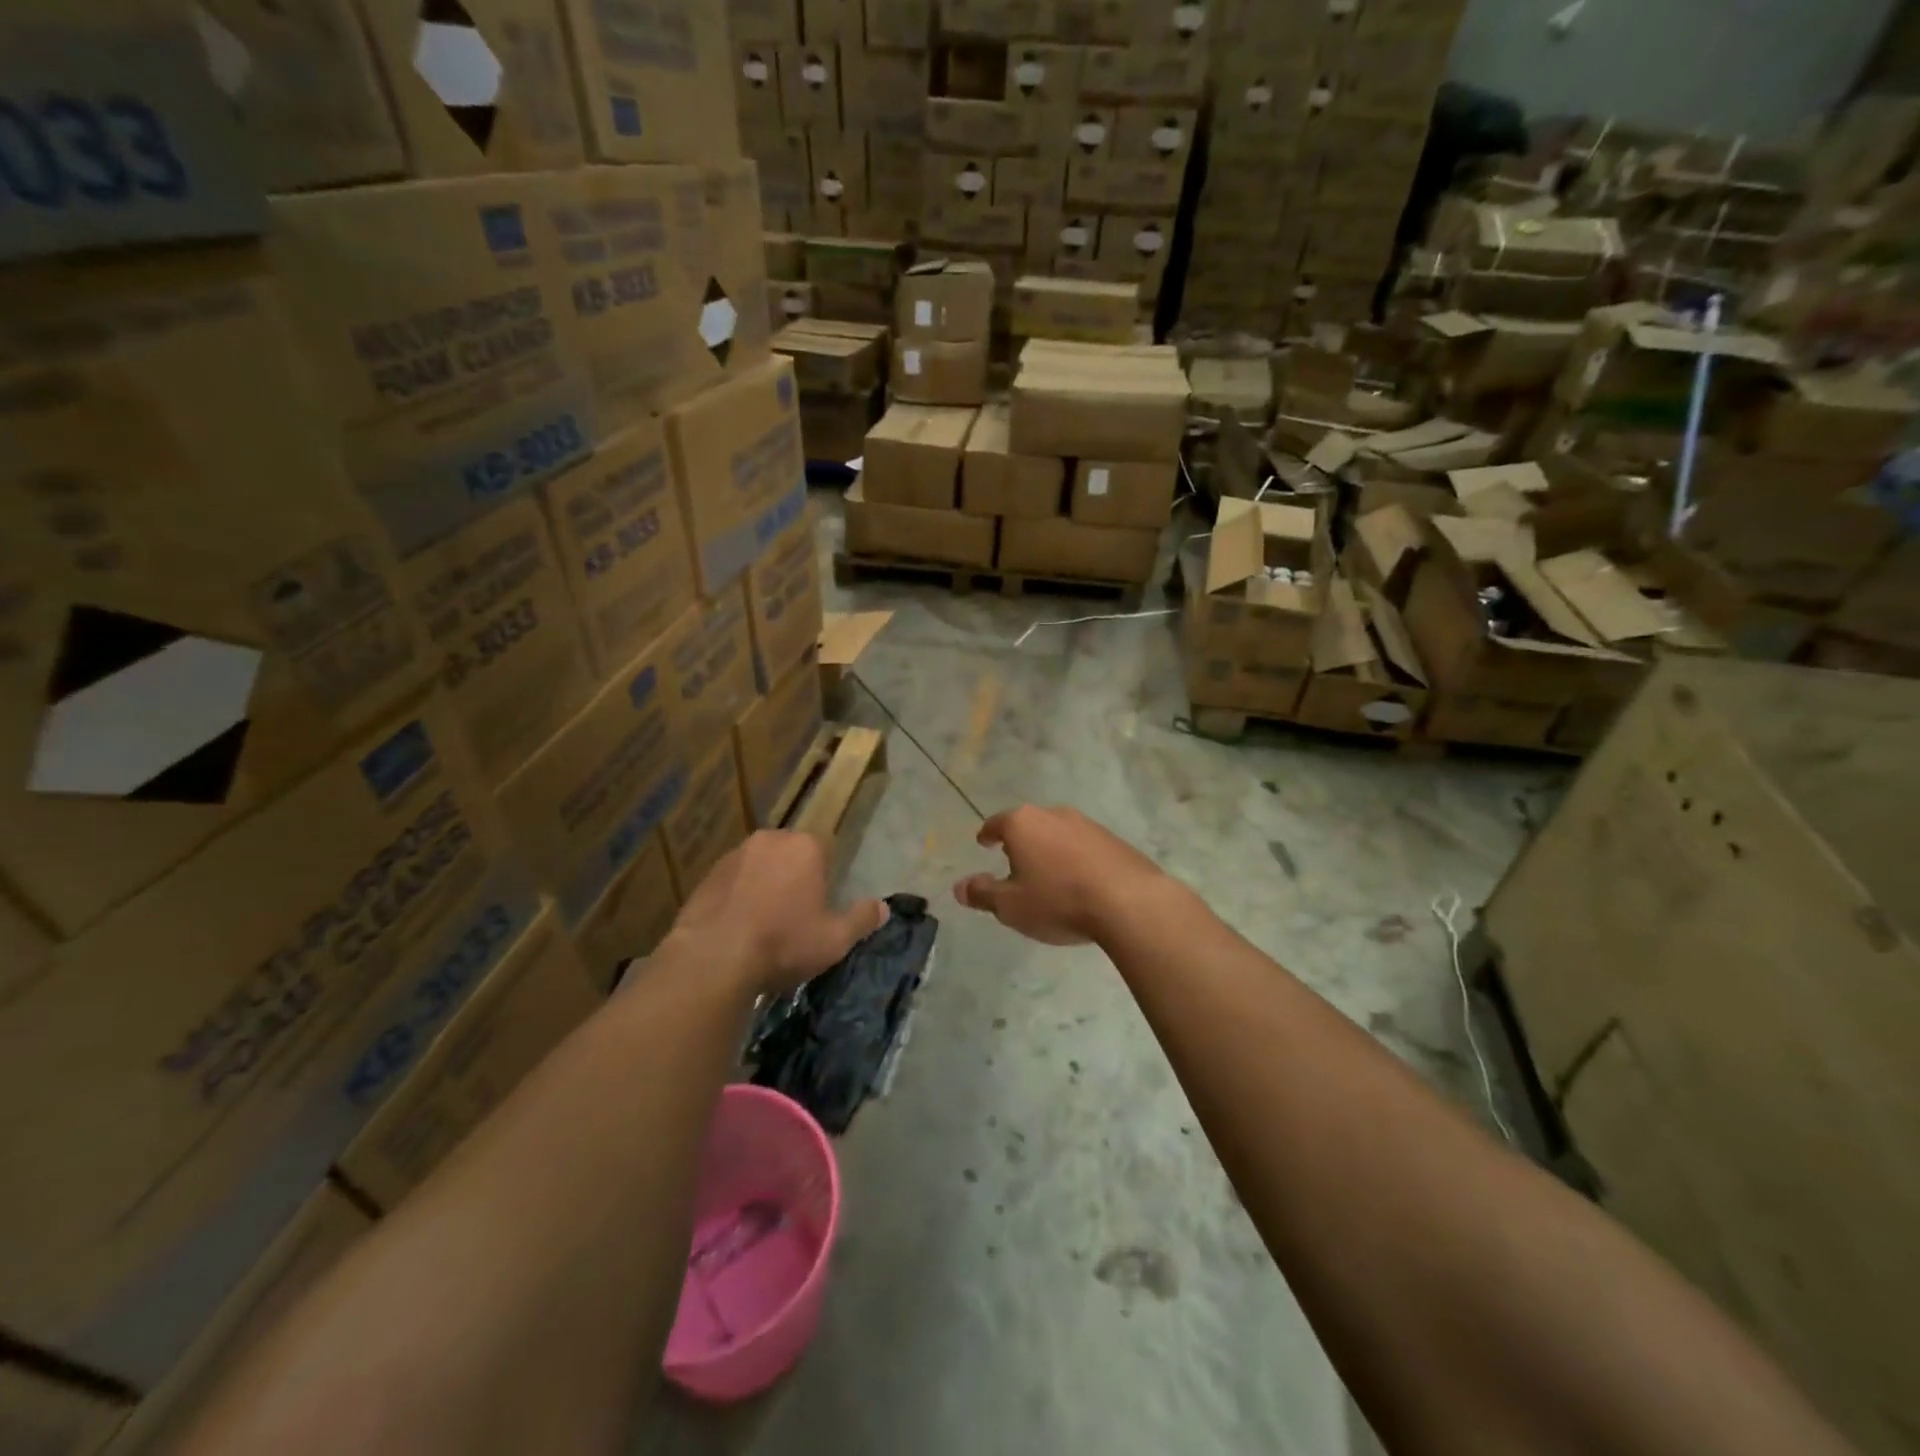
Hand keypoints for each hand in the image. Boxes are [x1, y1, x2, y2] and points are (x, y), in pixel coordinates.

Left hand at [667, 831, 887, 996]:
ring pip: (759, 865)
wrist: (713, 957)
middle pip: (790, 854)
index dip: (825, 877)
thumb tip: (884, 907)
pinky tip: (737, 927)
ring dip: (764, 885)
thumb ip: (861, 920)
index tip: (821, 904)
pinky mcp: (706, 876)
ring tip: (763, 923)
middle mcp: (770, 840)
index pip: (825, 849)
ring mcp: (734, 855)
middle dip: (794, 876)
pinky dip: (737, 896)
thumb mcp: (834, 939)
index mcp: (805, 847)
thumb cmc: (783, 942)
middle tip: (795, 913)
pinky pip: (732, 881)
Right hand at [953, 805, 1169, 946]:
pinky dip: (1074, 859)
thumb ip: (982, 894)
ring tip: (1047, 876)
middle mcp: (1053, 814)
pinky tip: (1079, 882)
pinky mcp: (1113, 839)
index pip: (996, 823)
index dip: (987, 834)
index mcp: (1022, 824)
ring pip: (1057, 833)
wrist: (1128, 902)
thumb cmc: (1058, 901)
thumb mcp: (1011, 906)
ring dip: (1049, 850)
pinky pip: (1083, 846)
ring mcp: (1087, 824)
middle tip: (1013, 864)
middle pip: (1028, 825)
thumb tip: (959, 887)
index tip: (984, 843)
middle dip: (1019, 842)